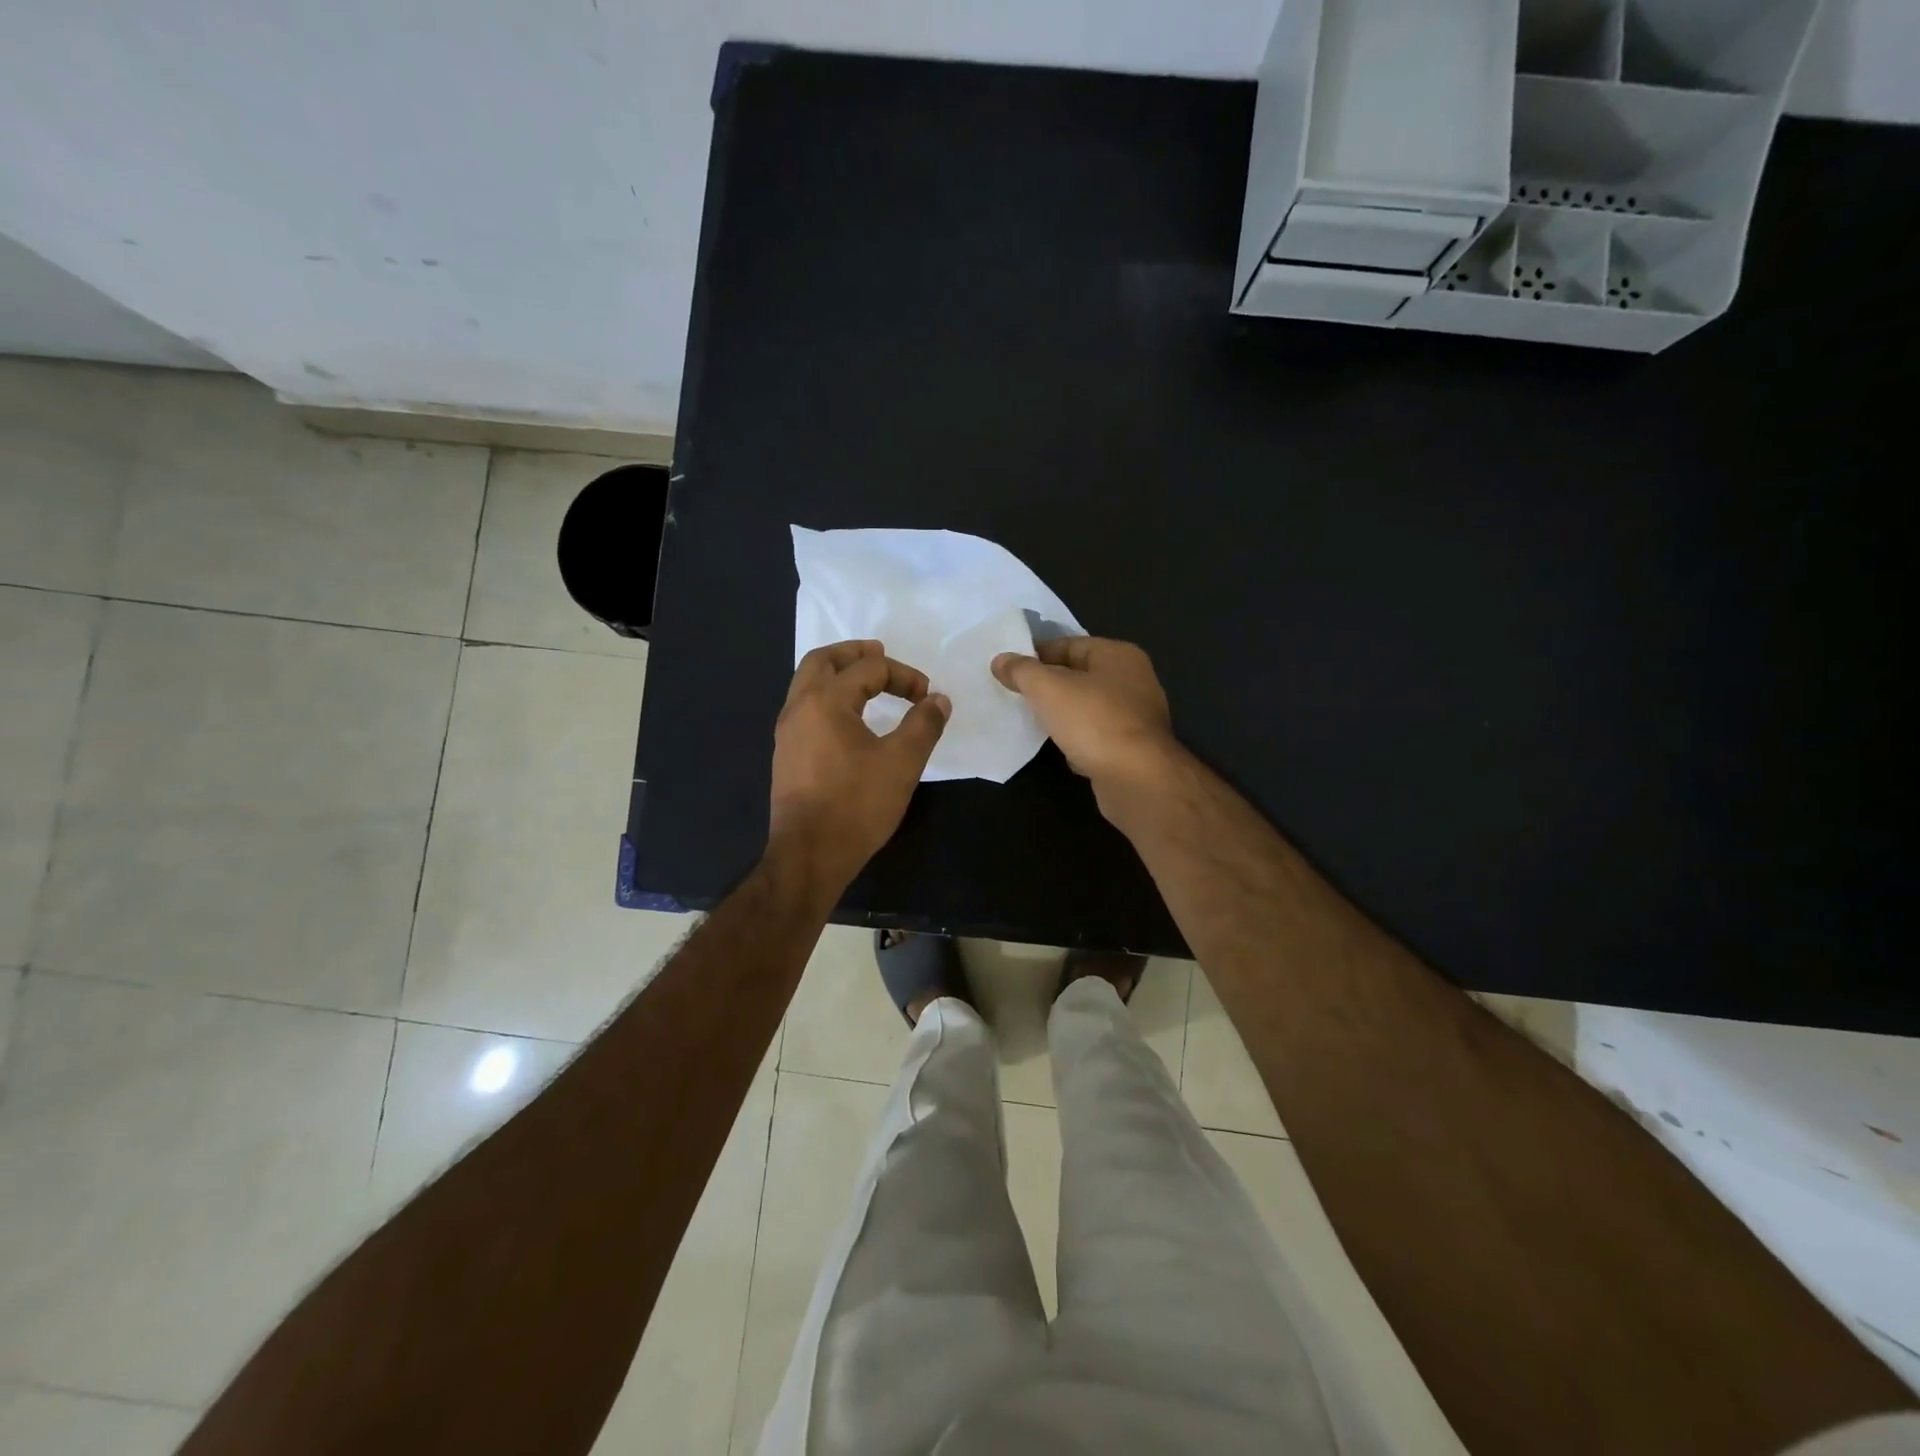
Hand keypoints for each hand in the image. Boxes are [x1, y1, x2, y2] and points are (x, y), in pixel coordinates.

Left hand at [769, 640, 949, 886]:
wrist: (809, 855)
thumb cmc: (856, 804)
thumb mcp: (902, 762)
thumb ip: (923, 724)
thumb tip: (938, 700)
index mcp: (826, 701)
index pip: (869, 668)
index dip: (903, 675)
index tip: (926, 696)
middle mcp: (799, 708)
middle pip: (822, 661)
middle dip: (854, 653)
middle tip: (880, 654)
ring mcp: (787, 733)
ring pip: (808, 684)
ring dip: (837, 674)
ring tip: (866, 681)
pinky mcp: (787, 755)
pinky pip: (805, 708)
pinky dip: (828, 697)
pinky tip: (849, 718)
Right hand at [991, 637, 1175, 791]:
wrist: (1137, 779)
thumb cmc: (1094, 722)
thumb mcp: (1048, 689)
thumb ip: (1022, 671)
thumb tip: (1000, 660)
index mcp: (1118, 655)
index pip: (1069, 645)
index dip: (1036, 655)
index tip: (1008, 670)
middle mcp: (1133, 680)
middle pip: (1079, 676)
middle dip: (1048, 686)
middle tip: (1015, 695)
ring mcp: (1136, 716)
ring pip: (1087, 708)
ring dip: (1062, 715)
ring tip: (1031, 721)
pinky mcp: (1134, 749)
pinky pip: (1097, 736)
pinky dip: (1078, 740)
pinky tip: (1060, 750)